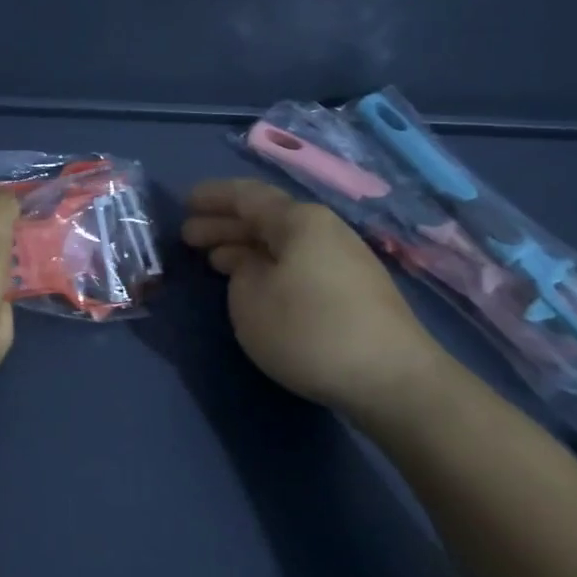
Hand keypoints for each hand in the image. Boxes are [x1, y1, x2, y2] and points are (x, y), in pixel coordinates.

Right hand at [181, 179, 451, 420]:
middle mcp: (324, 229)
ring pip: (282, 243)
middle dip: (224, 225)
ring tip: (214, 260)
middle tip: (188, 236)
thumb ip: (240, 272)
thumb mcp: (250, 299)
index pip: (246, 195)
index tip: (184, 203)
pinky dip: (269, 267)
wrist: (392, 380)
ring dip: (245, 248)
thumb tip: (252, 266)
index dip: (212, 197)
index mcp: (298, 220)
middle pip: (265, 218)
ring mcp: (344, 259)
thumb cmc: (310, 330)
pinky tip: (255, 286)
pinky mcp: (354, 290)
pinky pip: (298, 264)